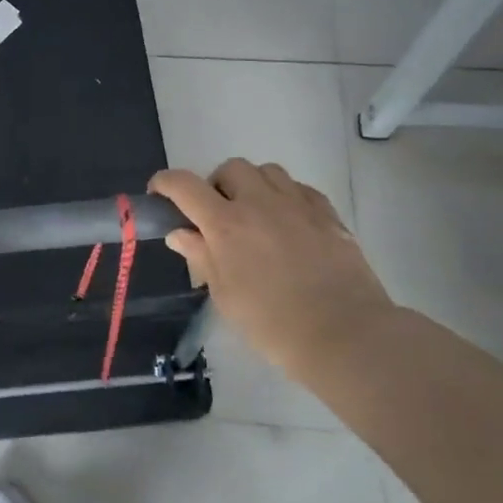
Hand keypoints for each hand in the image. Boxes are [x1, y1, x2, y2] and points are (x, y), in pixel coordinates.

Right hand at [149, 159, 394, 377]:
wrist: (344, 334)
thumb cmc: (272, 323)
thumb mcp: (225, 295)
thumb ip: (201, 257)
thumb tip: (180, 234)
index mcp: (226, 224)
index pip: (184, 185)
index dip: (165, 183)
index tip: (158, 193)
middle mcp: (259, 202)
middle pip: (230, 168)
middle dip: (216, 185)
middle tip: (217, 215)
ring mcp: (297, 204)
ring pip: (267, 171)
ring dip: (253, 185)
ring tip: (254, 215)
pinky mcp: (327, 212)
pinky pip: (299, 188)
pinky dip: (285, 196)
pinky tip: (288, 223)